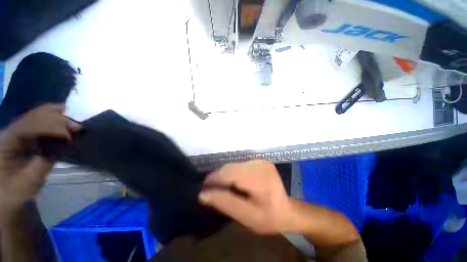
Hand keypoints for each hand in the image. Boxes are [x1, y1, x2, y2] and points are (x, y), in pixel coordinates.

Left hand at [0, 104, 80, 220]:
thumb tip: (61, 147)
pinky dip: (55, 122)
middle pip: (33, 115)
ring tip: (75, 125)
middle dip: (56, 118)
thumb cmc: (14, 193)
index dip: (49, 127)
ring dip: (57, 118)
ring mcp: (16, 132)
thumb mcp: (28, 182)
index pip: (27, 126)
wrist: (6, 196)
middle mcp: (9, 131)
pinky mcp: (24, 137)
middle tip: (77, 127)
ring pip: (37, 115)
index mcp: (5, 142)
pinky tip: (66, 125)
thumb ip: (43, 163)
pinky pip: (40, 123)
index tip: (69, 136)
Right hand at [199, 160, 292, 233]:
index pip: (229, 173)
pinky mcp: (259, 161)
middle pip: (230, 167)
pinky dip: (233, 174)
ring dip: (225, 176)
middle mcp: (259, 164)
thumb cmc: (268, 217)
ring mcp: (260, 160)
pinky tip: (234, 184)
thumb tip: (203, 194)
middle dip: (218, 179)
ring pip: (233, 165)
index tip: (203, 191)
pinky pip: (239, 165)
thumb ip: (224, 203)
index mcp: (258, 178)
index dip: (213, 180)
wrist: (287, 210)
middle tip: (211, 192)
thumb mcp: (246, 216)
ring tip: (222, 189)